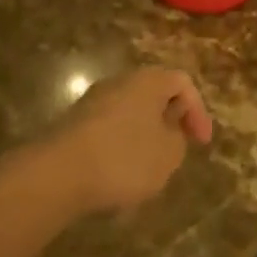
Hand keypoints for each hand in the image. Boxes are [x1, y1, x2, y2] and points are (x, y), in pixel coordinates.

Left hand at [37, 68, 213, 214]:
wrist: (55, 175)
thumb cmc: (123, 159)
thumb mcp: (168, 155)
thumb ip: (178, 139)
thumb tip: (168, 131)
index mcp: (148, 81)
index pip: (183, 83)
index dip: (198, 112)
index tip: (201, 144)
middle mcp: (120, 82)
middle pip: (154, 94)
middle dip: (169, 121)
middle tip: (177, 147)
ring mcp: (92, 101)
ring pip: (130, 112)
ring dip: (144, 135)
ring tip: (149, 166)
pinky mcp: (73, 124)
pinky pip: (108, 129)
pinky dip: (120, 146)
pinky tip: (118, 174)